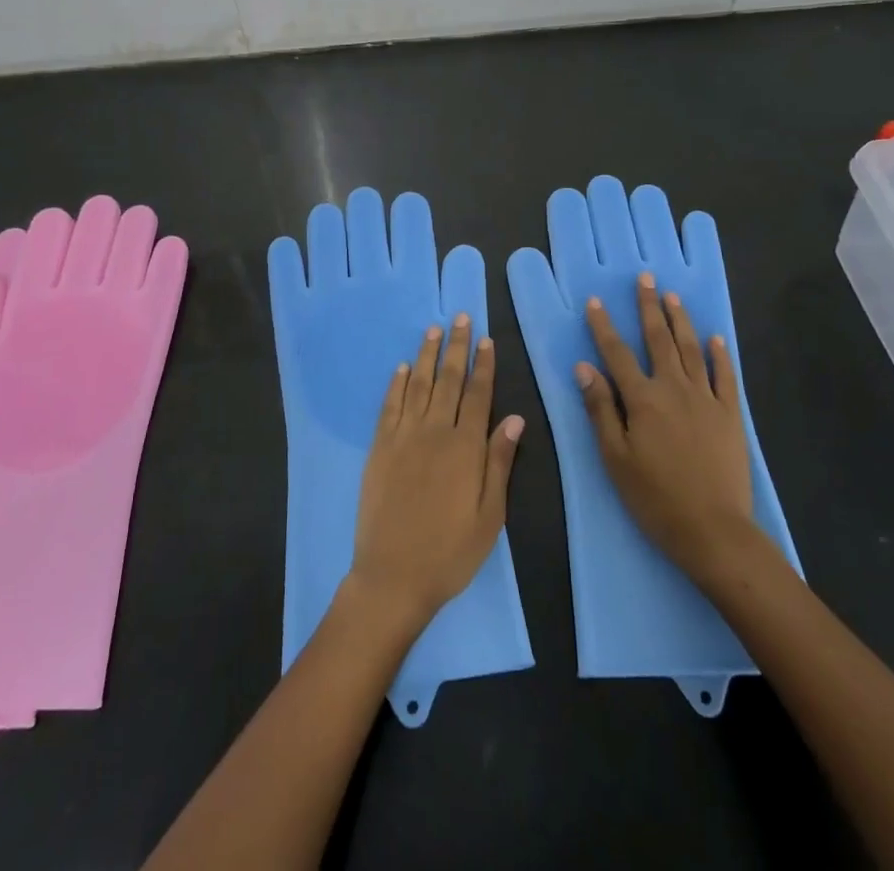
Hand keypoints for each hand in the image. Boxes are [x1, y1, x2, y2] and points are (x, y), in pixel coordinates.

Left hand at [349, 314, 524, 632]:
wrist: (394, 575)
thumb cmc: (451, 551)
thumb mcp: (490, 515)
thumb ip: (500, 462)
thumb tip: (514, 418)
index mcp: (465, 447)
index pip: (478, 394)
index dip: (484, 365)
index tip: (487, 339)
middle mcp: (434, 432)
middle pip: (448, 380)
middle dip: (456, 346)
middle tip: (460, 317)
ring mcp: (403, 437)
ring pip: (417, 385)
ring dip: (426, 355)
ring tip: (433, 329)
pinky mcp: (379, 447)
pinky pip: (389, 406)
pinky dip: (396, 383)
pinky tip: (401, 367)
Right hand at [577, 273, 754, 589]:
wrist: (713, 530)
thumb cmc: (655, 498)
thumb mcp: (615, 457)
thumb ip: (600, 409)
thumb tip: (584, 368)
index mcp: (642, 399)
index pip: (617, 354)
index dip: (604, 327)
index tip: (596, 301)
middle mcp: (674, 389)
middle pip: (659, 340)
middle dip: (649, 307)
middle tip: (646, 279)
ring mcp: (706, 399)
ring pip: (691, 350)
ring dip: (680, 321)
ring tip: (673, 297)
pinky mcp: (730, 415)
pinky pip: (725, 376)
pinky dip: (720, 355)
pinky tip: (716, 338)